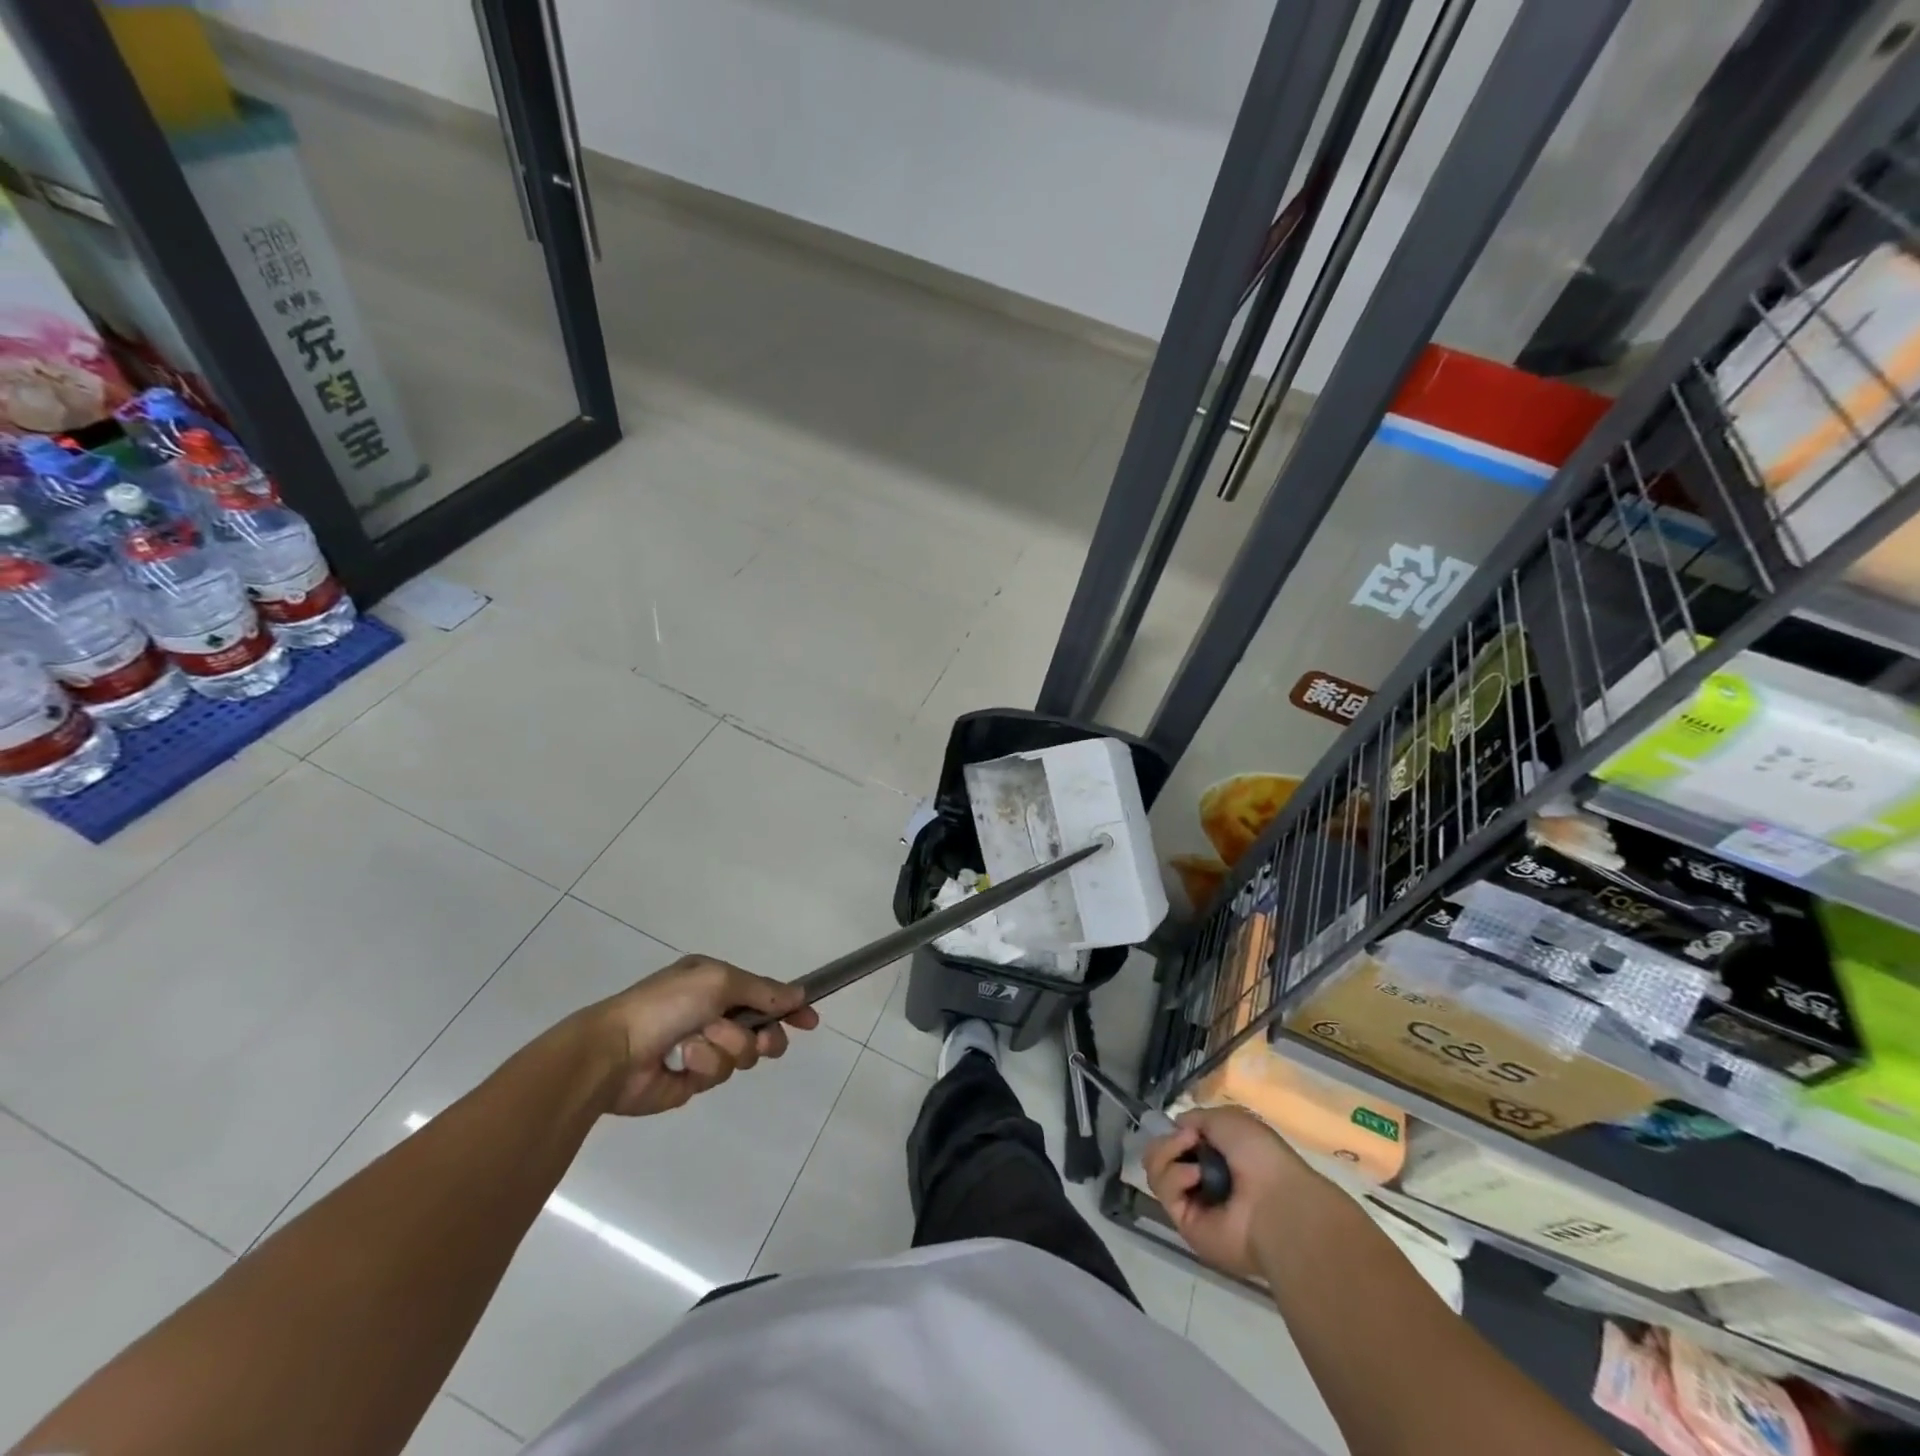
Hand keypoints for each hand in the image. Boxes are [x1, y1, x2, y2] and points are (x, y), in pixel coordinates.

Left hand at [579, 955, 819, 1116]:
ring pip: (742, 1053)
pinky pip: (718, 1074)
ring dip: (726, 1047)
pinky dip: (704, 1065)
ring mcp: (702, 1046)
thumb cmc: (666, 1005)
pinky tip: (684, 1062)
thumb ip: (763, 989)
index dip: (789, 1006)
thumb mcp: (719, 982)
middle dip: (764, 1036)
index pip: (764, 992)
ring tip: (699, 1045)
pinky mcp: (691, 1079)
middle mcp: (711, 1011)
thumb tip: (799, 994)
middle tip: (762, 1041)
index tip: (811, 1021)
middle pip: (761, 1028)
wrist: (615, 1052)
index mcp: (714, 982)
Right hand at [1143, 1105, 1311, 1279]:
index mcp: (1218, 1156)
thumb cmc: (1260, 1156)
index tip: (1180, 1126)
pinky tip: (1195, 1176)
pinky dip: (1175, 1177)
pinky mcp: (1185, 1225)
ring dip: (1168, 1154)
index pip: (1179, 1141)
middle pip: (1160, 1155)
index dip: (1173, 1131)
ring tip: (1195, 1161)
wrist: (1276, 1202)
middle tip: (1186, 1140)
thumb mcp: (1228, 1119)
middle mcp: (1203, 1179)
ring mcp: (1193, 1203)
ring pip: (1156, 1171)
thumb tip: (1178, 1126)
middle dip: (1167, 1141)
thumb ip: (1197, 1118)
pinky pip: (1165, 1192)